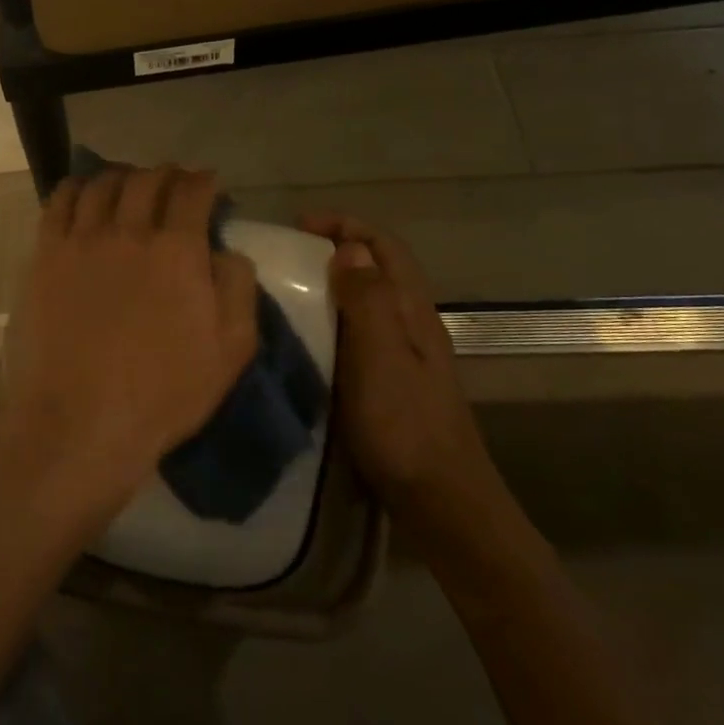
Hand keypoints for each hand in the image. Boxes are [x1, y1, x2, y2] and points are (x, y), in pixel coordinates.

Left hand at [0, 167, 258, 529]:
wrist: (79, 421)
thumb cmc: (161, 394)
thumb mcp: (230, 350)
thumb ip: (236, 287)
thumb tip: (225, 249)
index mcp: (177, 250)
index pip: (192, 192)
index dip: (203, 181)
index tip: (207, 184)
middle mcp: (127, 231)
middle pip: (146, 180)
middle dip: (165, 174)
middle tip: (171, 182)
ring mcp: (80, 241)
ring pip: (100, 185)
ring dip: (120, 177)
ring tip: (126, 184)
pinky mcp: (44, 256)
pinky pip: (57, 204)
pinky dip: (74, 189)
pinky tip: (81, 195)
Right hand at [298, 214, 495, 527]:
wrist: (439, 499)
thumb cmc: (405, 424)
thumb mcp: (380, 356)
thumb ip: (367, 300)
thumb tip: (351, 248)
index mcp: (413, 311)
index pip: (384, 246)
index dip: (345, 225)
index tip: (297, 226)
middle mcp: (412, 325)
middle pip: (377, 268)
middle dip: (334, 249)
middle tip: (284, 256)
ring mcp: (404, 355)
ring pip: (367, 300)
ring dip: (332, 284)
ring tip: (286, 290)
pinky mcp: (390, 381)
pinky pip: (359, 332)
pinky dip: (332, 319)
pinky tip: (307, 339)